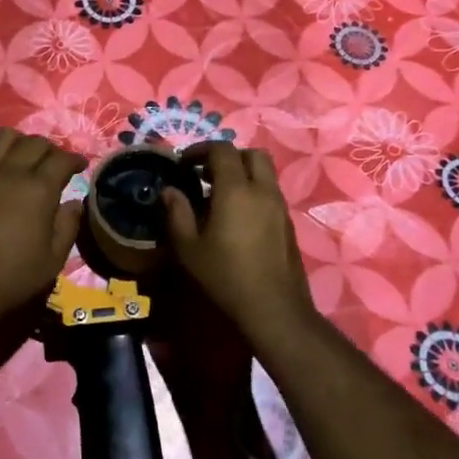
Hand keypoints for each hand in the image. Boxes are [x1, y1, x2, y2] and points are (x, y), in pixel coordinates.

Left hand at [0, 128, 85, 329]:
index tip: (80, 166)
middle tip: (53, 165)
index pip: (62, 159)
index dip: (75, 160)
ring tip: (22, 159)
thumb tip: (74, 203)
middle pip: (35, 142)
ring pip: (3, 137)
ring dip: (19, 143)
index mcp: (38, 189)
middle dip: (50, 150)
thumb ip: (67, 226)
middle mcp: (10, 171)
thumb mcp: (53, 260)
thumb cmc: (10, 278)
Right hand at [163, 143, 312, 331]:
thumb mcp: (189, 248)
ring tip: (218, 196)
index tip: (183, 163)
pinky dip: (253, 192)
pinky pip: (270, 193)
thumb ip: (177, 213)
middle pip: (252, 154)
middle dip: (228, 156)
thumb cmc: (225, 276)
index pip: (222, 149)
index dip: (200, 149)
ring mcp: (280, 207)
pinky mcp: (288, 223)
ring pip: (265, 174)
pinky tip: (237, 218)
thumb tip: (169, 191)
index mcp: (236, 190)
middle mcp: (263, 191)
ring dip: (242, 174)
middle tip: (205, 174)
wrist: (274, 309)